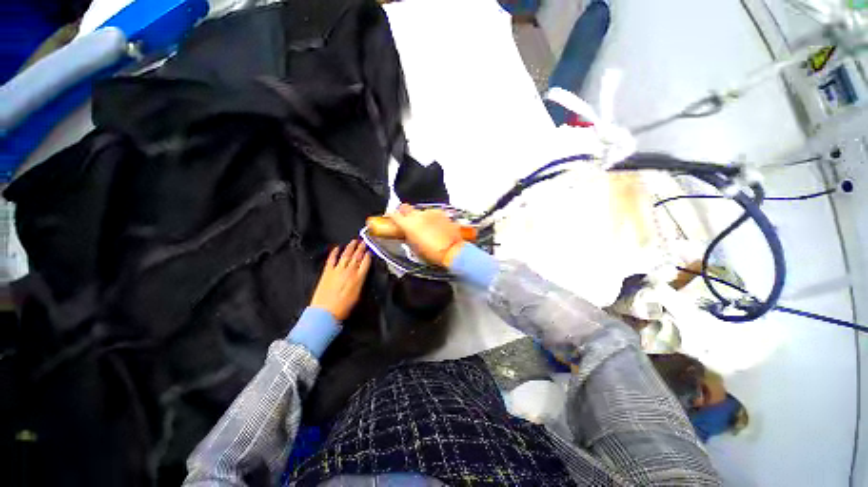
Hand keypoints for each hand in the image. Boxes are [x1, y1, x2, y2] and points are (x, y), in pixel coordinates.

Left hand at [310, 240, 371, 320]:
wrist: (325, 312)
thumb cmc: (344, 307)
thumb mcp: (358, 295)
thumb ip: (361, 281)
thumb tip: (362, 273)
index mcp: (359, 278)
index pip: (366, 262)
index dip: (368, 255)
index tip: (370, 250)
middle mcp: (349, 271)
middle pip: (357, 256)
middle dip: (361, 248)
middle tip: (364, 241)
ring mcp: (337, 270)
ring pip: (346, 255)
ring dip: (350, 247)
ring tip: (354, 241)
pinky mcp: (327, 272)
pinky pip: (332, 259)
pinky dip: (334, 252)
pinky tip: (337, 248)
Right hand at [389, 204, 464, 266]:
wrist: (452, 250)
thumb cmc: (432, 253)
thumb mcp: (415, 248)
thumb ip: (408, 237)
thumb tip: (407, 233)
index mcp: (408, 224)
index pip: (394, 215)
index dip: (392, 217)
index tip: (392, 219)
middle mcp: (418, 215)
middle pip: (405, 208)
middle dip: (404, 212)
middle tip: (407, 220)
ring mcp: (430, 212)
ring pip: (420, 211)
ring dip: (421, 217)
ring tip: (425, 227)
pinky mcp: (441, 213)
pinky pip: (433, 214)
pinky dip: (432, 218)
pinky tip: (436, 226)